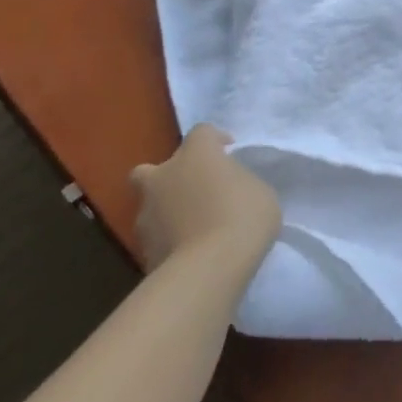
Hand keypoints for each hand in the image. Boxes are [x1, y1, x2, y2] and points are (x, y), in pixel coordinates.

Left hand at [131, 124, 280, 272]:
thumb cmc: (243, 218)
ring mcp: (147, 213)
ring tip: (193, 228)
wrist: (207, 269)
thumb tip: (228, 191)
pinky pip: (156, 236)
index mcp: (196, 154)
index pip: (202, 132)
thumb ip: (240, 184)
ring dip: (167, 211)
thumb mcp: (260, 192)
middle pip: (152, 168)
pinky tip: (189, 252)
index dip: (215, 140)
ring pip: (150, 205)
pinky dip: (168, 240)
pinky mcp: (141, 248)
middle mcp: (164, 176)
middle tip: (192, 191)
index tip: (228, 152)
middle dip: (168, 177)